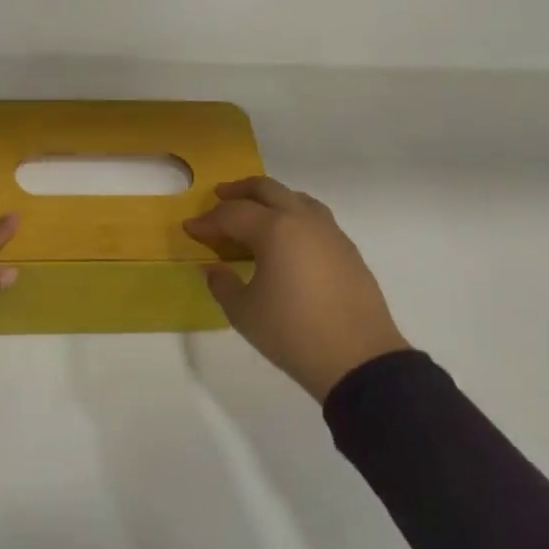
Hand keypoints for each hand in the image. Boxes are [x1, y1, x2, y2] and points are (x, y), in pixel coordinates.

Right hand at [184, 176, 409, 402]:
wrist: (358, 359)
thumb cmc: (292, 333)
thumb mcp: (243, 312)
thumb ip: (222, 284)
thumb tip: (214, 268)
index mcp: (274, 229)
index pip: (232, 214)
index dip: (207, 221)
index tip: (190, 229)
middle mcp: (302, 220)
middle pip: (267, 189)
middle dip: (239, 191)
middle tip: (219, 197)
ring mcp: (330, 232)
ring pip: (296, 198)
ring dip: (270, 198)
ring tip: (255, 212)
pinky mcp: (347, 249)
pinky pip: (314, 217)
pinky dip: (293, 216)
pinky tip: (287, 238)